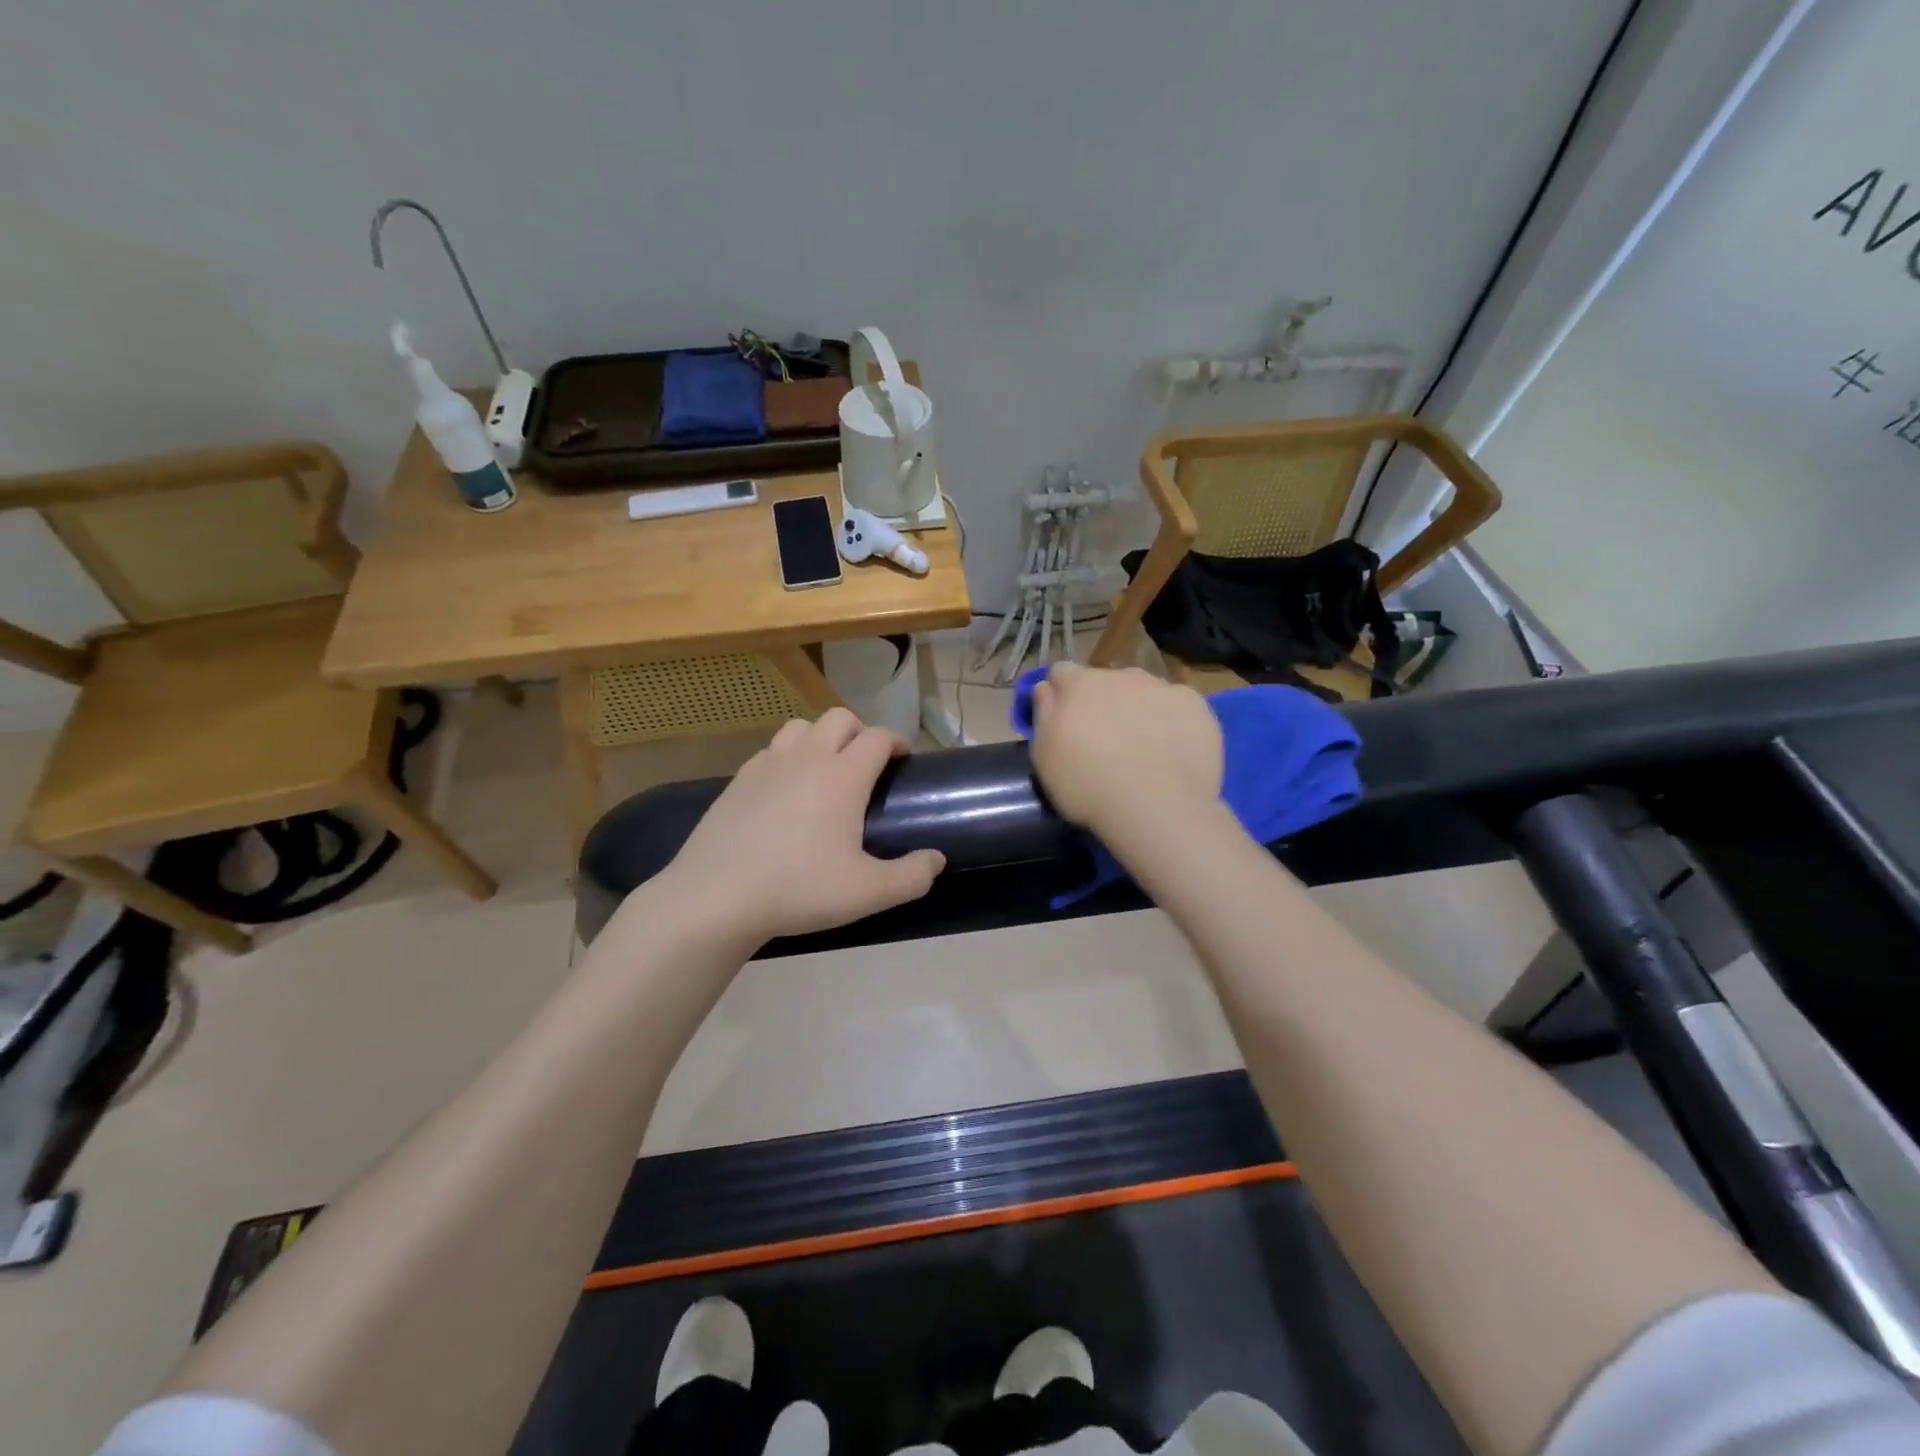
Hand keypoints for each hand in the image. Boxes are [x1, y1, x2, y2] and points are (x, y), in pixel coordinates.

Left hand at [658, 709, 945, 945]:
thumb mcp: (868, 892)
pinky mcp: (737, 780)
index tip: (904, 760)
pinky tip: (784, 791)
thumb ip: (912, 876)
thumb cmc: (799, 889)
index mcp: (843, 776)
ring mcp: (767, 765)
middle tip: (867, 765)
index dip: (896, 742)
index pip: (878, 737)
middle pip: (839, 718)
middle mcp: (807, 758)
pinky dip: (786, 758)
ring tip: (825, 770)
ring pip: (800, 726)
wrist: (716, 897)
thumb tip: (937, 859)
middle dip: (860, 731)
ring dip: (820, 738)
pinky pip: (770, 751)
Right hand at [1031, 664, 1222, 836]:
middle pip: (1106, 681)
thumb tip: (1047, 689)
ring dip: (1138, 709)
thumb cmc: (1087, 785)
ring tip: (1142, 749)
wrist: (1157, 807)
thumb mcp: (1044, 756)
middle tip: (1105, 742)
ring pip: (1144, 691)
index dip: (1060, 694)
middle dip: (1103, 702)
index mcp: (1080, 684)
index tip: (1063, 720)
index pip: (1061, 672)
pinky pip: (1178, 706)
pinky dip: (1172, 722)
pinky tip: (1172, 752)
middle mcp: (1122, 675)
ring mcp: (1163, 687)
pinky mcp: (1197, 706)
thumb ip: (1044, 714)